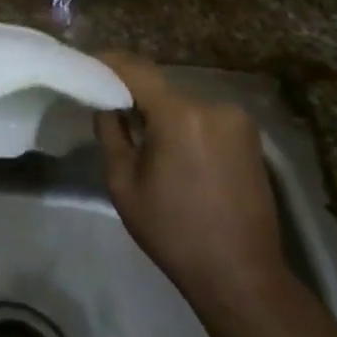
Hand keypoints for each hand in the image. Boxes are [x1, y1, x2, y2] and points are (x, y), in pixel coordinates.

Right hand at [94, 52, 287, 310]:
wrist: (241, 274)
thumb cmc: (173, 232)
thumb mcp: (123, 183)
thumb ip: (111, 132)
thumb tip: (105, 103)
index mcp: (181, 115)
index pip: (136, 69)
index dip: (108, 62)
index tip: (86, 64)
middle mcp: (214, 105)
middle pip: (161, 86)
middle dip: (133, 92)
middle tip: (106, 105)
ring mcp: (237, 119)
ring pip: (183, 102)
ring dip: (160, 110)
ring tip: (138, 132)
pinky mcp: (250, 136)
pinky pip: (204, 116)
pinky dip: (183, 123)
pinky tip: (171, 148)